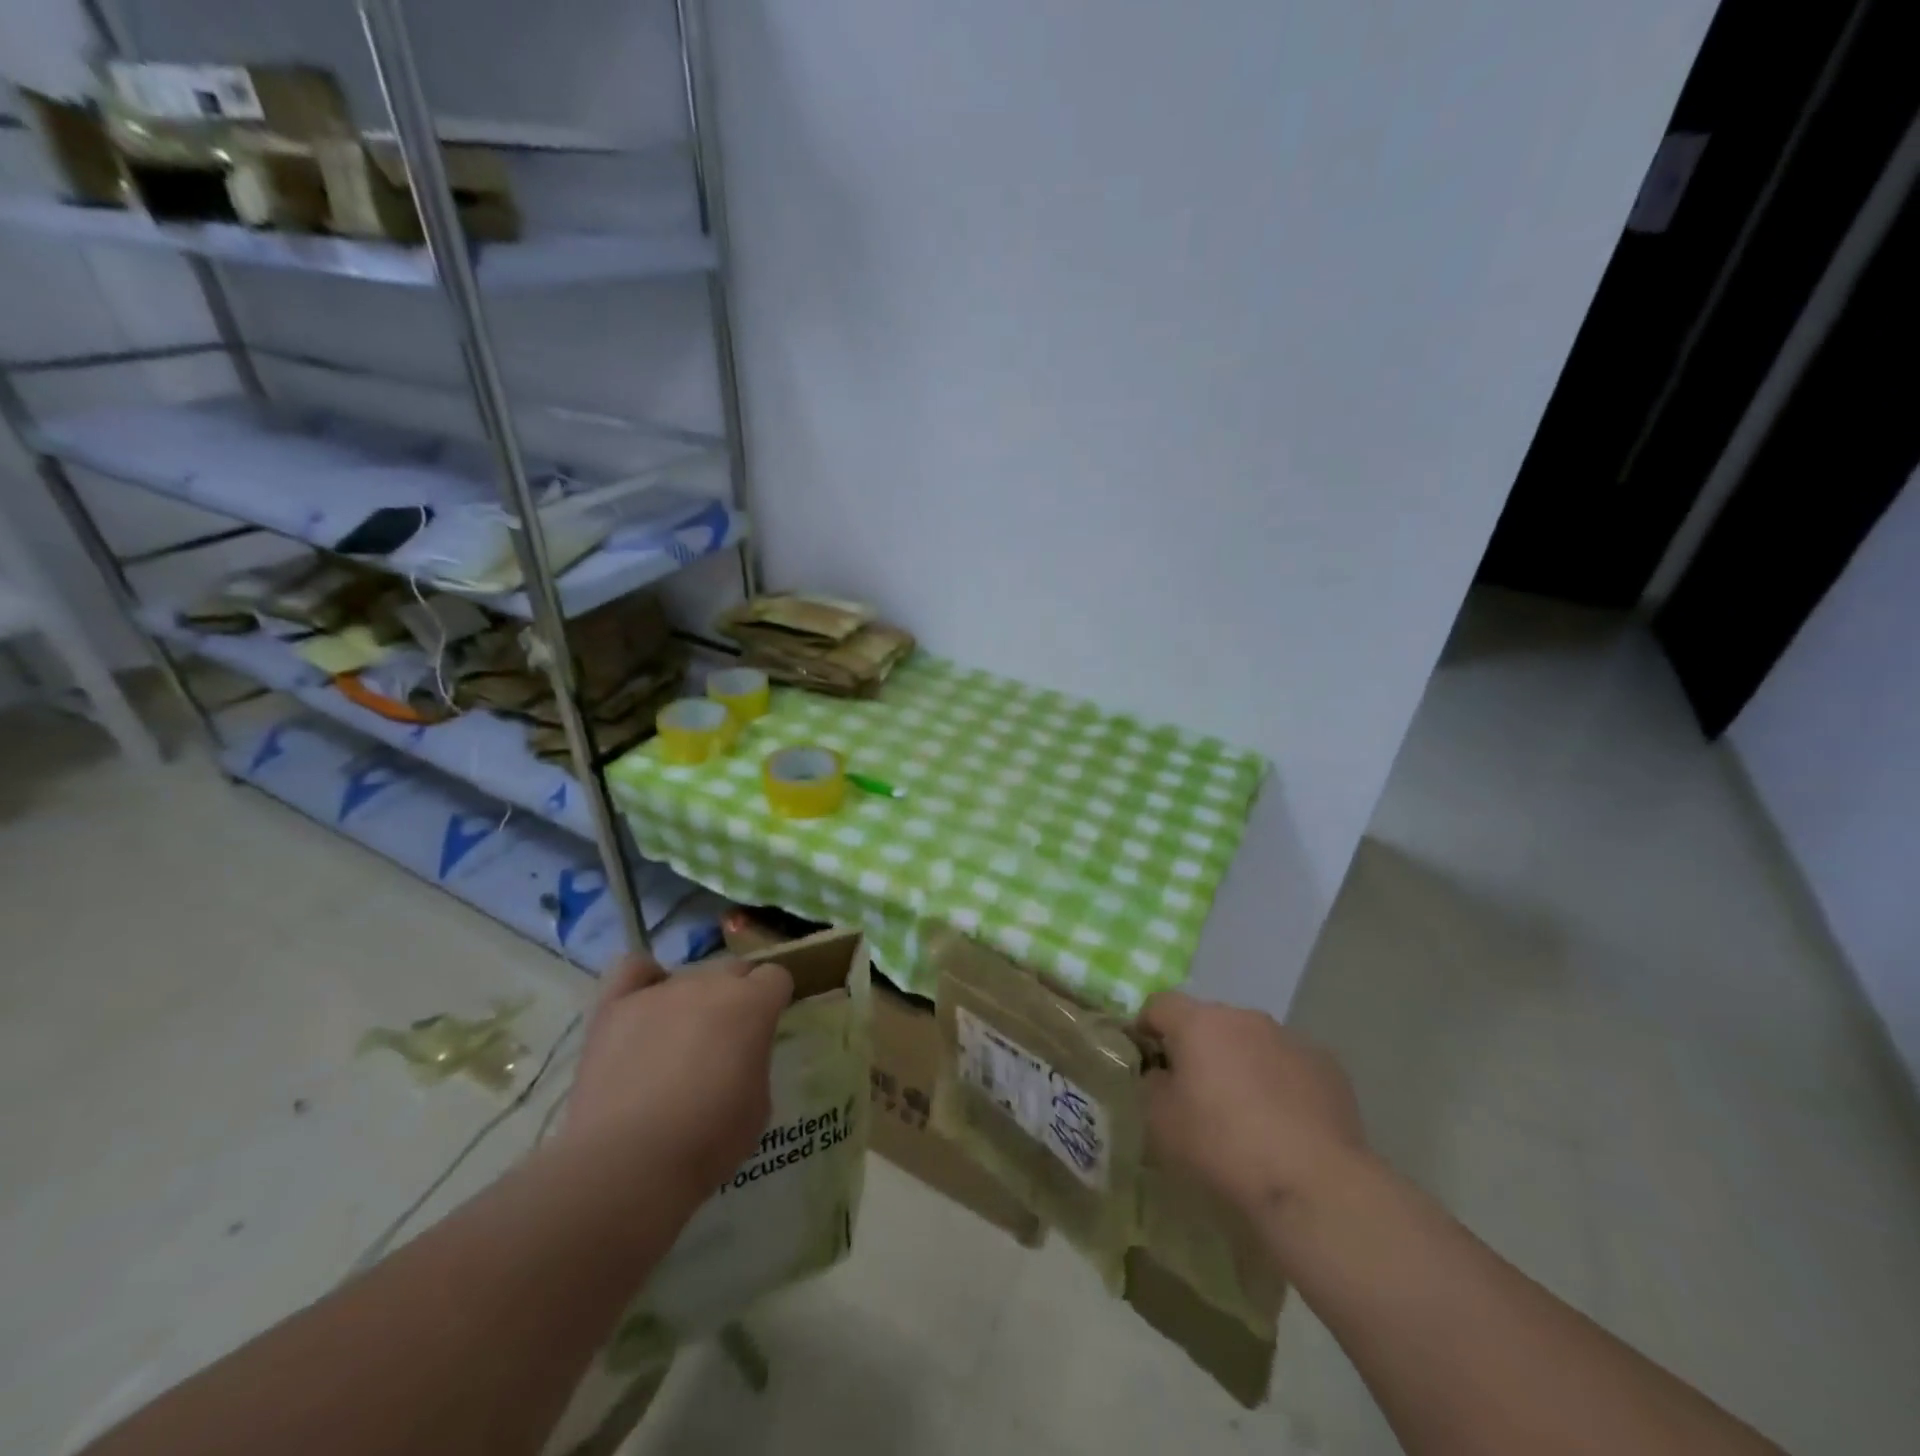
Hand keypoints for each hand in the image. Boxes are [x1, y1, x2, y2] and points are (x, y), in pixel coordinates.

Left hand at [559, 954, 792, 1195]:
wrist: (627, 1162)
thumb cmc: (708, 1140)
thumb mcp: (758, 1104)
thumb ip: (754, 1061)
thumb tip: (739, 1052)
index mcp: (752, 1004)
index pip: (775, 977)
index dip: (772, 1002)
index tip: (765, 1030)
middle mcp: (708, 984)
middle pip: (732, 970)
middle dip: (736, 997)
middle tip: (725, 1042)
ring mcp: (659, 992)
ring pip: (686, 976)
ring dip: (691, 1001)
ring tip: (677, 1044)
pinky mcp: (614, 1007)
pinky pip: (632, 969)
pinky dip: (643, 980)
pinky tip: (643, 1005)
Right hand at [1140, 991, 1367, 1218]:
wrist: (1314, 1183)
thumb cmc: (1224, 1146)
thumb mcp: (1162, 1122)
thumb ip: (1152, 1085)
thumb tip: (1162, 1074)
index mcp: (1199, 1023)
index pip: (1159, 1005)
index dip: (1146, 1028)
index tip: (1146, 1060)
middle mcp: (1244, 1017)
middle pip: (1208, 1021)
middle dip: (1198, 1047)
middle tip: (1196, 1091)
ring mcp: (1289, 1037)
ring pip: (1251, 1040)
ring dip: (1240, 1061)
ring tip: (1245, 1110)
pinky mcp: (1326, 1064)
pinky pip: (1288, 1063)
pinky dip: (1279, 1081)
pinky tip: (1285, 1122)